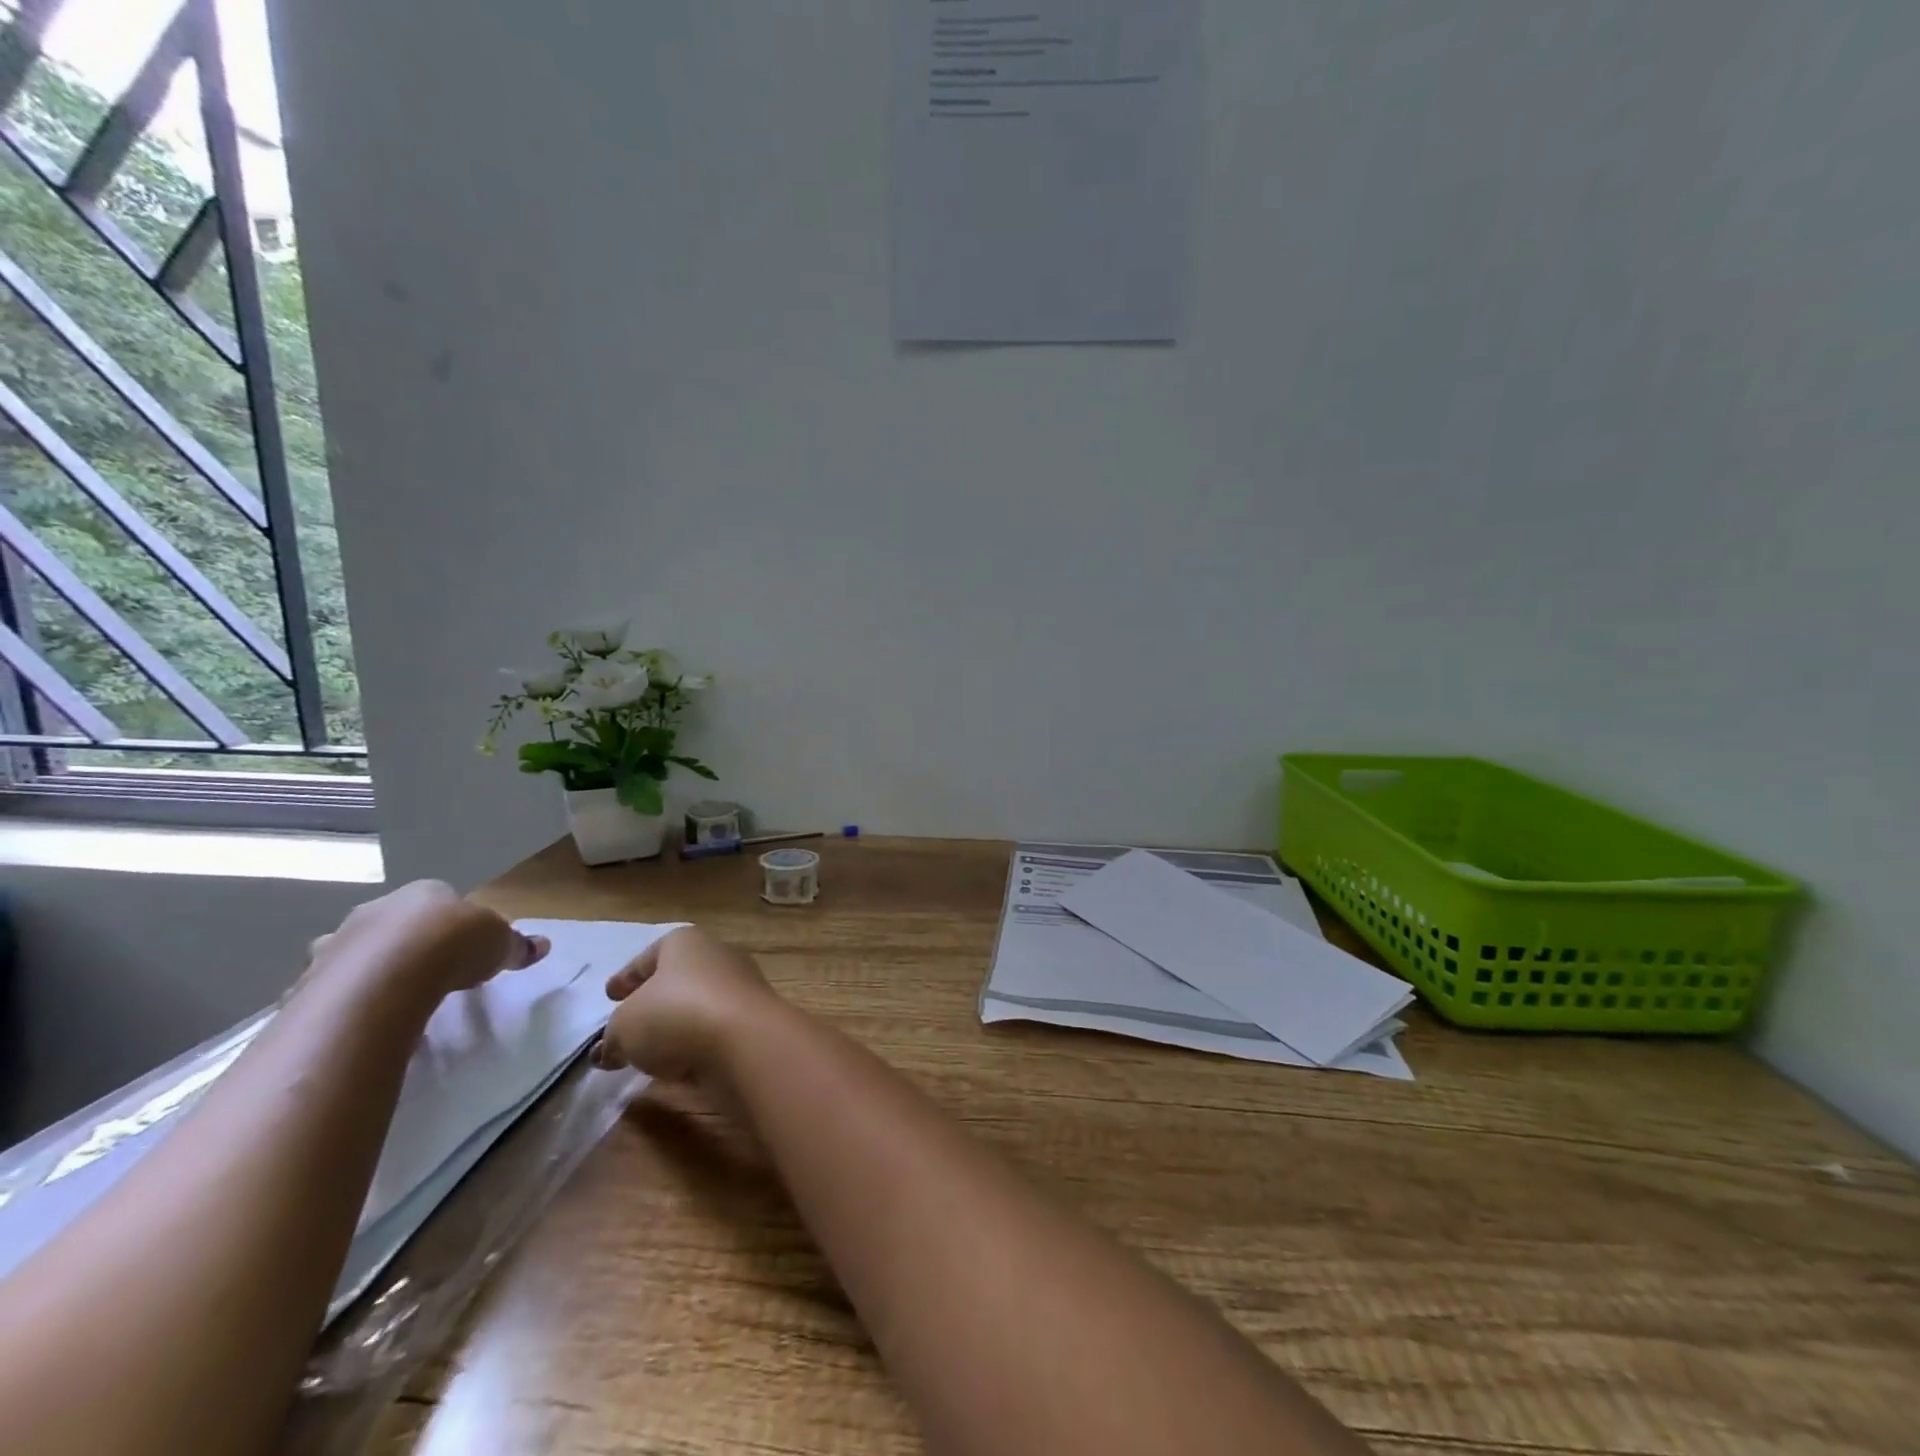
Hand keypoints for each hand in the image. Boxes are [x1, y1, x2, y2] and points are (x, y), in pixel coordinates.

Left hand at [307, 881, 549, 1001]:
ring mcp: (335, 944)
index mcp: (423, 893)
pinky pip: (328, 991)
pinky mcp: (307, 982)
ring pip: (353, 954)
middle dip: (405, 944)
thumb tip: (543, 945)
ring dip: (366, 972)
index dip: (452, 925)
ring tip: (389, 1001)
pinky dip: (342, 1004)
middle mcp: (375, 910)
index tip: (463, 949)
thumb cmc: (452, 945)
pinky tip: (361, 1021)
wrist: (385, 979)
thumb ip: (517, 945)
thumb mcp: (500, 944)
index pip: (439, 901)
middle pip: (392, 924)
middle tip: (427, 973)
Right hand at [592, 926, 780, 1083]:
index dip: (627, 976)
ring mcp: (740, 988)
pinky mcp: (753, 1021)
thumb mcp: (624, 1027)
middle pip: (676, 979)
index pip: (649, 956)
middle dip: (652, 1001)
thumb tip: (608, 1051)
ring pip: (696, 1006)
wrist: (746, 1041)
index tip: (611, 995)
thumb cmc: (677, 1015)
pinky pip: (714, 1031)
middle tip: (627, 1024)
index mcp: (685, 942)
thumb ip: (612, 1037)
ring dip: (674, 1026)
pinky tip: (677, 1065)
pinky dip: (695, 1044)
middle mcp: (717, 956)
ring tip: (648, 1051)